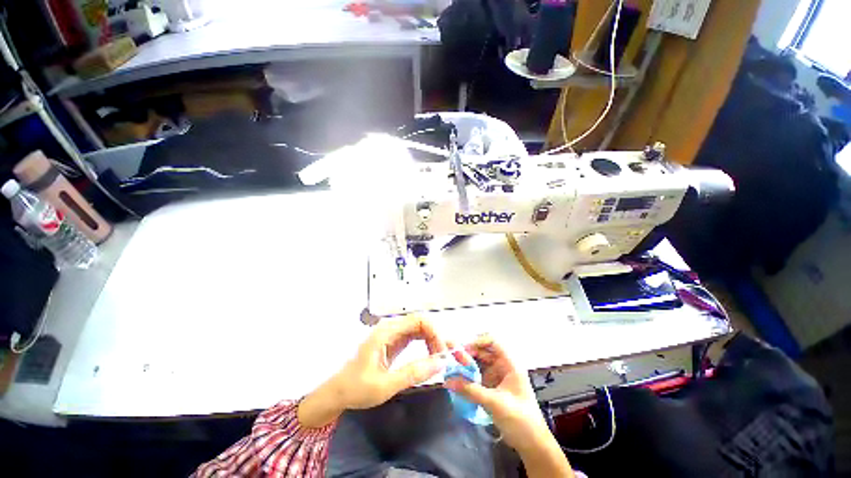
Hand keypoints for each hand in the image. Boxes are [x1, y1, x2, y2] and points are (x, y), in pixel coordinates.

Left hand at [299, 316, 446, 427]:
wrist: (337, 393)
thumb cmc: (356, 388)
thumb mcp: (385, 385)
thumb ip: (413, 373)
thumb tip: (440, 363)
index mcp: (386, 332)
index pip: (418, 320)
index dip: (434, 332)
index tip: (443, 352)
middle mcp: (390, 327)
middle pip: (420, 322)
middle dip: (435, 336)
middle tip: (444, 357)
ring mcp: (391, 334)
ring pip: (419, 328)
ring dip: (432, 340)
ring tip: (439, 357)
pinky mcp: (393, 342)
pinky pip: (414, 336)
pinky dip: (425, 344)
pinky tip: (429, 356)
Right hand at [444, 335, 572, 476]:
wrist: (532, 444)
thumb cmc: (520, 419)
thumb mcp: (494, 402)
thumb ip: (470, 390)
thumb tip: (447, 381)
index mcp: (509, 364)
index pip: (493, 342)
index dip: (478, 341)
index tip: (463, 348)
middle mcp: (502, 366)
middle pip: (483, 352)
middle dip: (468, 353)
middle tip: (452, 358)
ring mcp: (497, 377)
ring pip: (479, 363)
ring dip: (466, 364)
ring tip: (451, 367)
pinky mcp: (492, 388)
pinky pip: (477, 376)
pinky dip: (468, 375)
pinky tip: (457, 379)